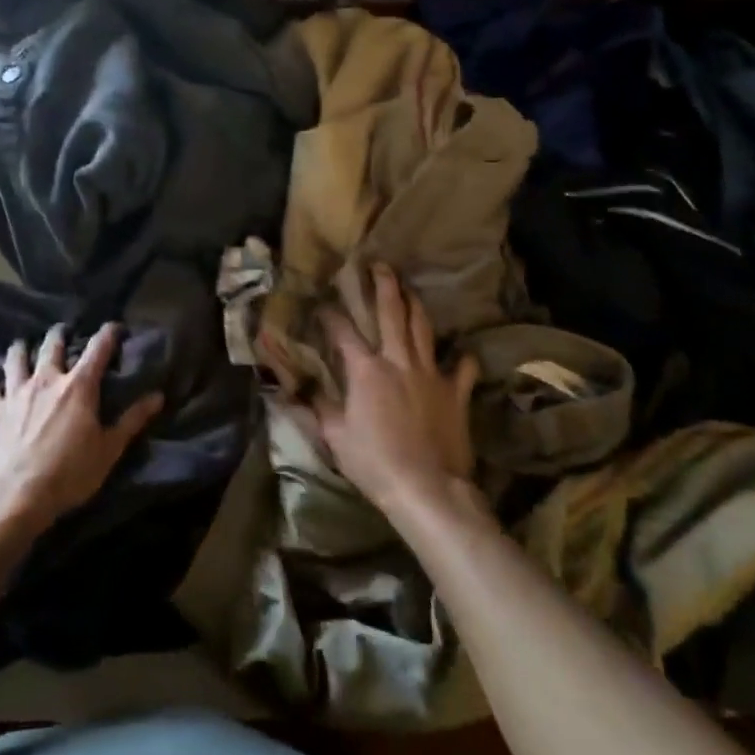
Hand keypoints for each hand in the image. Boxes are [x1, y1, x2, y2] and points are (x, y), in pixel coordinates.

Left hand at [0, 323, 163, 531]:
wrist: (14, 495)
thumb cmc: (68, 474)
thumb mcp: (108, 450)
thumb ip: (133, 420)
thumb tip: (158, 396)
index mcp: (78, 387)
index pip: (98, 350)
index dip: (108, 334)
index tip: (114, 326)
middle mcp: (47, 379)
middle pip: (53, 346)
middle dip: (60, 334)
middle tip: (63, 330)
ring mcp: (16, 391)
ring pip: (18, 357)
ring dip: (23, 346)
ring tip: (24, 341)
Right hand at [295, 264, 479, 515]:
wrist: (428, 489)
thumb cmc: (375, 462)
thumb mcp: (335, 436)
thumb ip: (316, 406)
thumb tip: (291, 388)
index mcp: (366, 370)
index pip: (343, 331)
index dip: (330, 314)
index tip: (321, 304)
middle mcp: (398, 361)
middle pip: (392, 313)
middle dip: (384, 285)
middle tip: (380, 265)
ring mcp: (431, 374)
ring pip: (424, 328)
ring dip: (416, 305)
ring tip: (410, 290)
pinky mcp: (456, 393)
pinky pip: (463, 368)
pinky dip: (462, 358)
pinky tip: (463, 353)